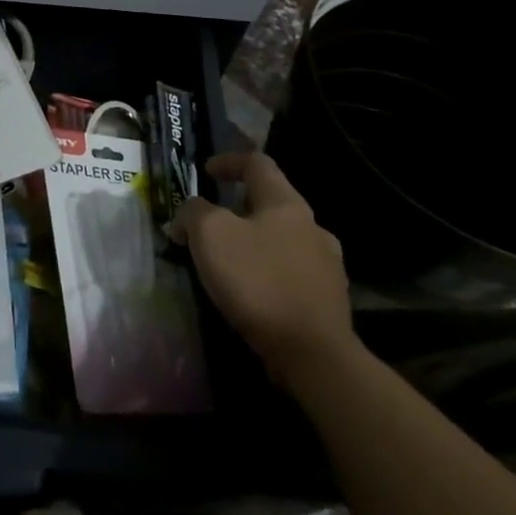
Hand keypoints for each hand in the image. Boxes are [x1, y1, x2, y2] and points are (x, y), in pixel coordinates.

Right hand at [169, 151, 355, 385]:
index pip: (258, 163)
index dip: (229, 161)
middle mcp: (312, 226)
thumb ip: (193, 213)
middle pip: (272, 201)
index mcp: (286, 203)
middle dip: (240, 206)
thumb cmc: (258, 281)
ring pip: (283, 238)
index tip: (206, 172)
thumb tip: (186, 215)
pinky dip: (268, 271)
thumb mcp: (210, 236)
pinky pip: (291, 272)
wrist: (313, 352)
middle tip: (212, 221)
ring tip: (229, 260)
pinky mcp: (329, 299)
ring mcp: (326, 264)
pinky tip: (253, 292)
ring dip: (255, 241)